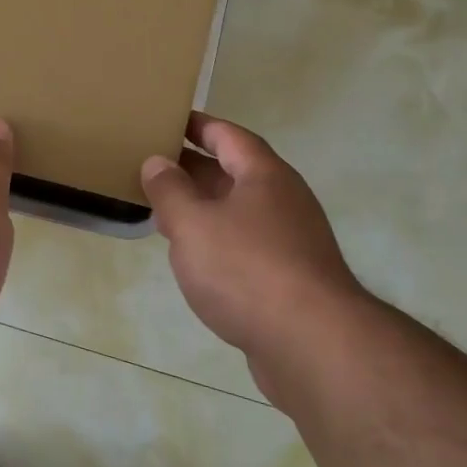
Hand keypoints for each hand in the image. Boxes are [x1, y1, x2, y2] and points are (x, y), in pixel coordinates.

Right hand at [141, 113, 363, 360]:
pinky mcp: (291, 279)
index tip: (169, 121)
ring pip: (239, 213)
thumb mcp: (193, 223)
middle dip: (194, 169)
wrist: (313, 344)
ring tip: (165, 212)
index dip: (199, 126)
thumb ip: (170, 190)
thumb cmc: (246, 269)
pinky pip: (247, 246)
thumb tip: (157, 162)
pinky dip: (218, 242)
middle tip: (153, 166)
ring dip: (204, 209)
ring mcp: (292, 241)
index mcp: (264, 175)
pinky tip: (195, 260)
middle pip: (235, 173)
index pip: (229, 136)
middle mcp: (284, 201)